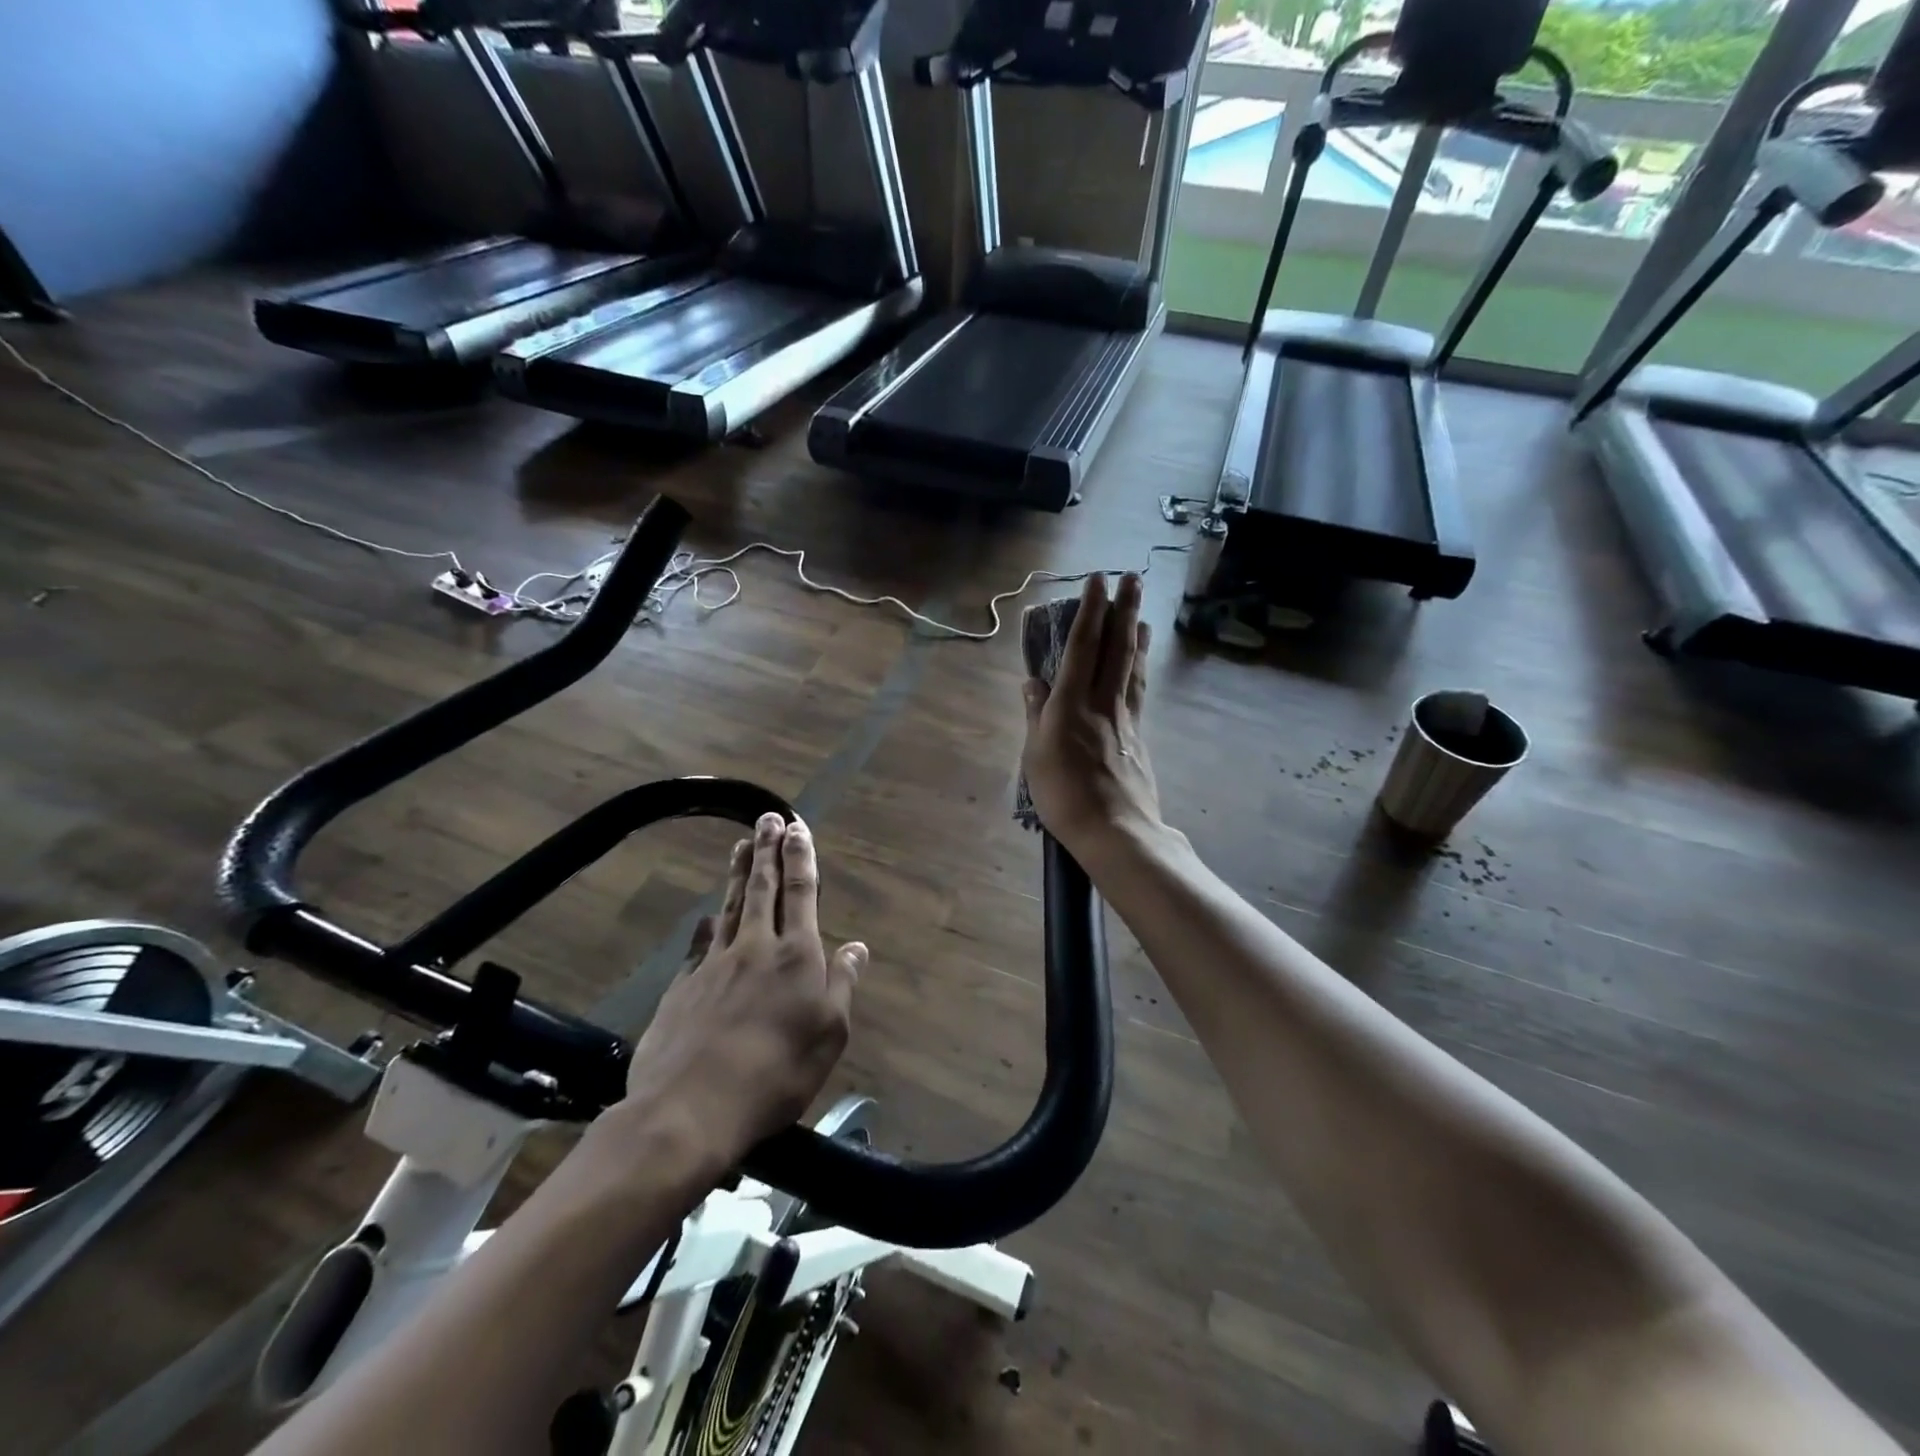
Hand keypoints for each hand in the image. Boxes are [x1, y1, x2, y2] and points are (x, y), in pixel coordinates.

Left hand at [622, 813, 863, 1168]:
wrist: (691, 1108)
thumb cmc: (776, 1074)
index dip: (801, 858)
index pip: (801, 893)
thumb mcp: (829, 1034)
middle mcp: (755, 947)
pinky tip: (707, 914)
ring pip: (730, 907)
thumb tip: (857, 947)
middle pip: (763, 889)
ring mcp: (714, 964)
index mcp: (796, 956)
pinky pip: (699, 943)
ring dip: (738, 873)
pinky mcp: (682, 986)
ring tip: (741, 845)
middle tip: (768, 818)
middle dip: (767, 850)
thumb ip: (842, 984)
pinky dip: (707, 923)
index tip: (798, 828)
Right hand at [1020, 573, 1163, 857]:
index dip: (1089, 611)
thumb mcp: (1036, 756)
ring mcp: (1125, 719)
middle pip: (1115, 648)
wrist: (1114, 830)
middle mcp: (1102, 702)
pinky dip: (1139, 669)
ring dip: (1137, 635)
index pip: (1081, 647)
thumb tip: (1031, 682)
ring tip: (1142, 613)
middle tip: (1133, 578)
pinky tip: (1141, 665)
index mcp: (1071, 704)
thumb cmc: (1064, 796)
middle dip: (1123, 609)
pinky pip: (1138, 691)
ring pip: (1132, 667)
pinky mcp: (1138, 737)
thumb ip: (1036, 715)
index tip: (1097, 580)